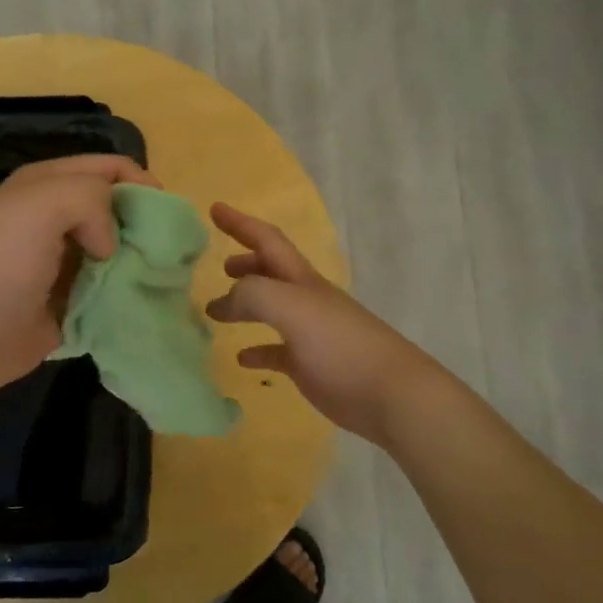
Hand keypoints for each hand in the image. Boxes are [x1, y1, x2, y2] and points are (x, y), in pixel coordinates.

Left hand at [0, 155, 157, 398]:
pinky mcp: (69, 307)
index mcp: (48, 186)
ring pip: (119, 256)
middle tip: (169, 250)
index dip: (141, 183)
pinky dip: (128, 299)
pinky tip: (146, 305)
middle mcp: (57, 221)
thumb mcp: (43, 202)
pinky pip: (110, 297)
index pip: (109, 169)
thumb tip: (111, 242)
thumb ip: (92, 198)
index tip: (165, 213)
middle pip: (118, 212)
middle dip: (146, 226)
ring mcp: (63, 266)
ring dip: (141, 265)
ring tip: (164, 280)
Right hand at [206, 203, 436, 445]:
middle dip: (246, 263)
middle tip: (218, 265)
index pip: (267, 240)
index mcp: (301, 279)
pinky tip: (241, 359)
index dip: (240, 223)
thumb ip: (252, 295)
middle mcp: (305, 300)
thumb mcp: (290, 307)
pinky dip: (257, 350)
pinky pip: (276, 352)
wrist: (389, 394)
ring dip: (245, 305)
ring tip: (214, 312)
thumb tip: (223, 302)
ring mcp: (309, 333)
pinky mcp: (310, 366)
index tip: (214, 209)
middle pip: (271, 272)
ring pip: (271, 310)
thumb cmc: (339, 344)